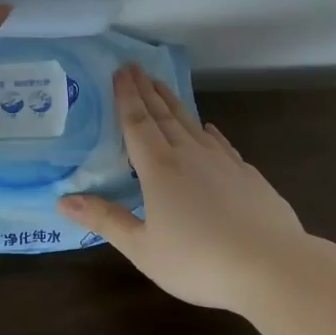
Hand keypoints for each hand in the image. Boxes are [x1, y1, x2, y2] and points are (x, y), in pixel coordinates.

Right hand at [59, 64, 305, 312]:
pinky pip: (221, 143)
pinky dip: (209, 131)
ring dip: (174, 102)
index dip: (126, 96)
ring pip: (191, 123)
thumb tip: (63, 199)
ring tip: (162, 85)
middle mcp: (189, 154)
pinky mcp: (248, 175)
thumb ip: (106, 220)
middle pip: (163, 115)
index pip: (137, 122)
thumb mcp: (143, 248)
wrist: (272, 266)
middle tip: (134, 67)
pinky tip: (209, 129)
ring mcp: (222, 162)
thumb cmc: (199, 261)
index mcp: (159, 168)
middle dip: (146, 90)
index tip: (119, 71)